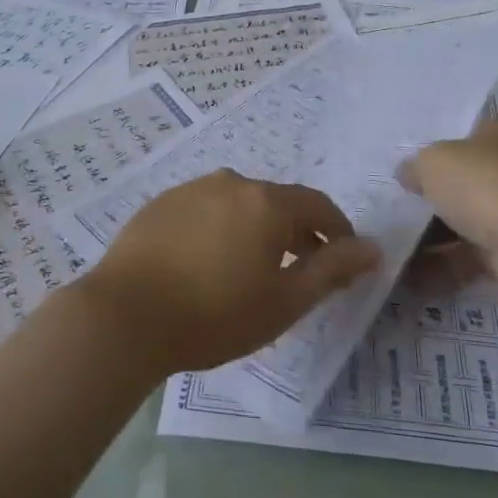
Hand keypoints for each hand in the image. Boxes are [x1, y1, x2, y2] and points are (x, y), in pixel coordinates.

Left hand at [77, 171, 379, 376]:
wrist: (125, 315)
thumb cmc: (214, 315)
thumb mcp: (284, 302)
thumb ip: (332, 270)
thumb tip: (373, 248)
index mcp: (266, 202)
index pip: (318, 206)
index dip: (338, 231)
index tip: (345, 259)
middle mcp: (231, 182)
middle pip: (278, 201)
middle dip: (298, 232)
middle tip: (302, 270)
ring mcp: (191, 189)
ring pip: (240, 203)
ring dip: (257, 228)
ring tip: (253, 269)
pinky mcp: (162, 203)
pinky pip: (206, 209)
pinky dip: (221, 228)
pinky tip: (208, 262)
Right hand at [398, 117, 497, 284]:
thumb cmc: (485, 185)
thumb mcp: (433, 162)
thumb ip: (415, 166)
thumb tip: (408, 174)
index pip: (469, 132)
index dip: (438, 146)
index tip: (408, 164)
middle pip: (467, 178)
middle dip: (434, 194)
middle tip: (396, 202)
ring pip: (469, 219)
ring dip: (434, 234)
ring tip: (394, 241)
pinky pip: (473, 255)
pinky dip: (445, 264)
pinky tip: (410, 273)